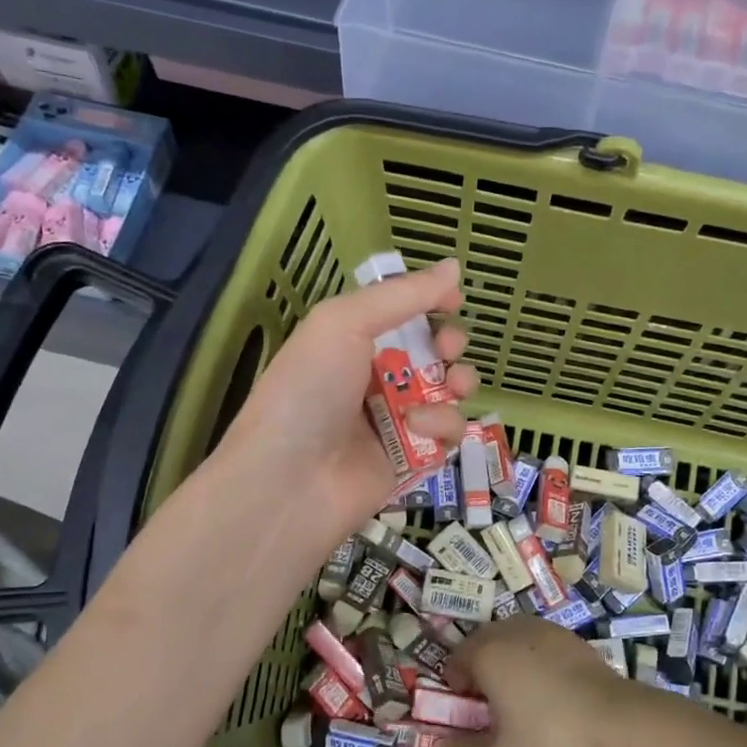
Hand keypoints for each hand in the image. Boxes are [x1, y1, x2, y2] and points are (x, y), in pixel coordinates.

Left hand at [215, 257, 478, 538]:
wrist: (289, 480)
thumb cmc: (309, 390)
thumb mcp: (344, 324)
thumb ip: (402, 295)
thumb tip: (453, 266)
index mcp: (350, 342)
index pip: (400, 316)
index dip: (429, 305)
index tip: (453, 301)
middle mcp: (373, 379)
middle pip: (431, 354)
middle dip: (449, 345)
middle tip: (447, 350)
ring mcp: (394, 421)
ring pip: (447, 393)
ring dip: (457, 383)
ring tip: (451, 386)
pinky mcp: (412, 460)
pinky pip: (446, 434)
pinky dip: (442, 426)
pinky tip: (420, 428)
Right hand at [434, 617, 648, 746]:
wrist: (617, 720)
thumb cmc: (551, 736)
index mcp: (486, 653)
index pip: (454, 661)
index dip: (457, 689)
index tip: (471, 715)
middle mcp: (509, 630)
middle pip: (481, 645)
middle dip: (480, 672)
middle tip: (494, 709)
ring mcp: (542, 628)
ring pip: (510, 640)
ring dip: (506, 662)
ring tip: (522, 698)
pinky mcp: (568, 635)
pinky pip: (537, 643)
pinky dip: (534, 660)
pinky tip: (551, 690)